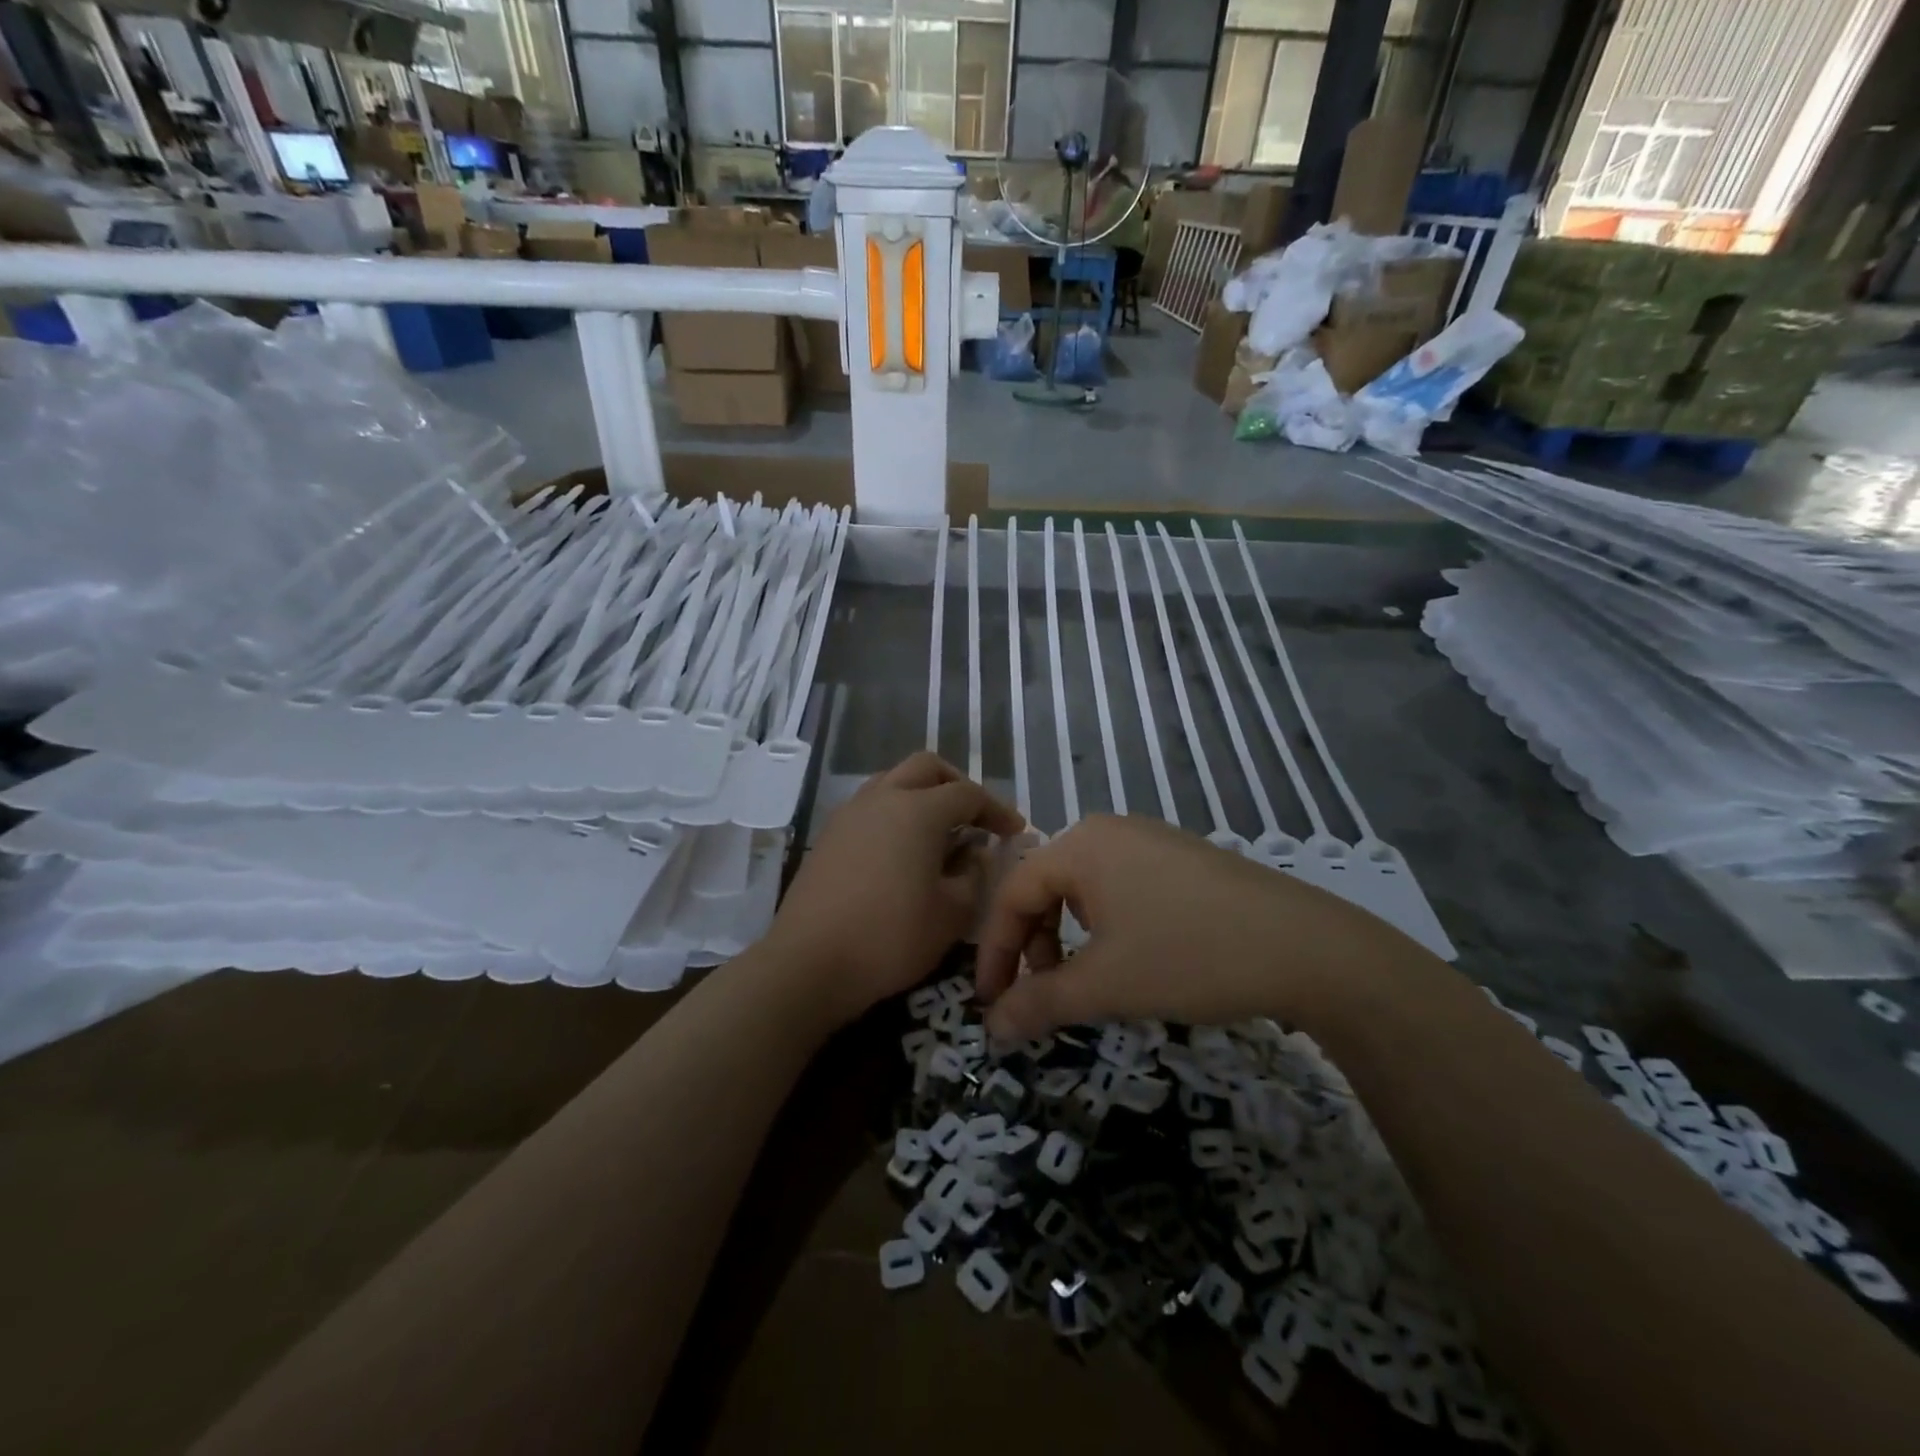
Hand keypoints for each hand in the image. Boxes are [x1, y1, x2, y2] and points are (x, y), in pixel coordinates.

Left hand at [767, 753, 1023, 1025]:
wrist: (808, 963)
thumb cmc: (890, 938)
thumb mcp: (951, 914)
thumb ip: (973, 875)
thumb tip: (973, 852)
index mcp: (918, 810)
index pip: (968, 794)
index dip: (996, 809)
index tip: (1014, 830)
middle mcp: (882, 798)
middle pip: (927, 767)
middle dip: (957, 784)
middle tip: (975, 816)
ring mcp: (849, 813)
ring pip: (893, 781)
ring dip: (922, 794)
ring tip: (939, 831)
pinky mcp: (829, 835)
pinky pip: (871, 805)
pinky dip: (895, 813)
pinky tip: (902, 849)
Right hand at [975, 815, 1418, 1040]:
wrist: (1307, 947)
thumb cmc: (1189, 956)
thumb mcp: (1106, 985)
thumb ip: (1040, 1003)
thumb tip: (992, 1028)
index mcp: (1080, 845)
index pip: (1013, 894)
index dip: (995, 951)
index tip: (991, 1003)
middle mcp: (1110, 830)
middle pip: (1046, 886)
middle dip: (1033, 944)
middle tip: (1042, 993)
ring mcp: (1151, 839)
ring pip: (1084, 888)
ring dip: (1069, 936)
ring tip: (1087, 979)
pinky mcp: (1183, 858)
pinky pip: (1122, 886)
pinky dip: (1106, 924)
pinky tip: (1132, 955)